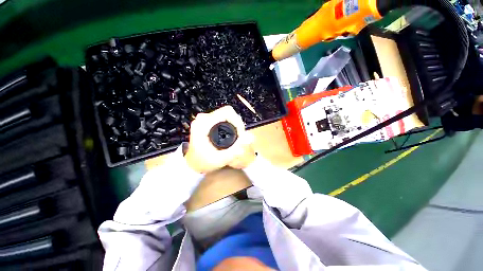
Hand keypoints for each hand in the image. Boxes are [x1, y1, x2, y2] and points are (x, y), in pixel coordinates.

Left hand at [185, 106, 252, 172]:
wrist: (192, 164)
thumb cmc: (203, 162)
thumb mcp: (220, 159)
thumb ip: (235, 149)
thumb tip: (250, 137)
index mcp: (203, 123)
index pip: (227, 112)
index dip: (238, 121)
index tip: (241, 134)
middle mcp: (203, 118)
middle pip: (227, 112)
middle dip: (237, 123)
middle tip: (239, 137)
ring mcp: (204, 119)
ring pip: (226, 114)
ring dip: (234, 124)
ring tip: (236, 137)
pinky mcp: (207, 121)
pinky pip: (223, 118)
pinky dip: (230, 125)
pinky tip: (230, 134)